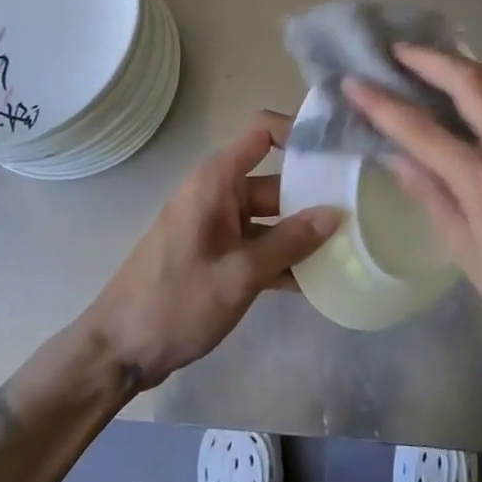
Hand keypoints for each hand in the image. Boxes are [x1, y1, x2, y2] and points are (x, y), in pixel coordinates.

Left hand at [82, 111, 340, 389]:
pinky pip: (260, 245)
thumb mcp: (239, 274)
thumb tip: (336, 214)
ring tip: (351, 246)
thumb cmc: (175, 301)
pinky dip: (284, 258)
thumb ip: (289, 243)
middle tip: (362, 207)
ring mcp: (219, 226)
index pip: (262, 131)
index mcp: (217, 180)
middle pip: (276, 179)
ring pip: (272, 217)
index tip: (338, 150)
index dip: (298, 130)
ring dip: (303, 233)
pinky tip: (319, 281)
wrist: (118, 350)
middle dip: (314, 193)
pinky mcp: (219, 255)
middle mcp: (220, 193)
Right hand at [346, 48, 481, 390]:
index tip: (355, 82)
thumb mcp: (468, 256)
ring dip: (460, 64)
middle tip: (396, 52)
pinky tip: (467, 91)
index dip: (383, 104)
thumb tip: (396, 156)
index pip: (423, 130)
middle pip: (471, 83)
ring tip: (428, 59)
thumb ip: (432, 197)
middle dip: (430, 60)